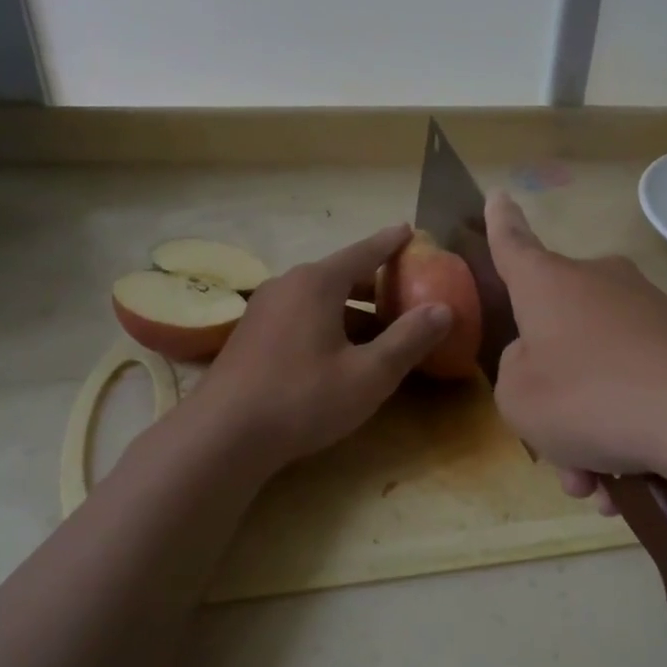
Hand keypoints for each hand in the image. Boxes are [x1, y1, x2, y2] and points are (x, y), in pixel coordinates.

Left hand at [184, 224, 450, 473]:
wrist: (222, 436)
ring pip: (318, 298)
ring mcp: (263, 310)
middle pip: (339, 274)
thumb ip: (409, 339)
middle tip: (405, 288)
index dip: (390, 243)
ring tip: (380, 325)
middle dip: (374, 281)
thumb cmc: (303, 398)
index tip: (409, 230)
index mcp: (316, 283)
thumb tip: (443, 309)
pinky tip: (339, 351)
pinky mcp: (251, 336)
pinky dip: (327, 322)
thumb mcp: (369, 374)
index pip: (363, 252)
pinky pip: (300, 316)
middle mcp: (287, 285)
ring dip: (351, 308)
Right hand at [487, 193, 666, 503]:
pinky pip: (639, 385)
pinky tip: (634, 479)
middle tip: (558, 453)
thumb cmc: (590, 397)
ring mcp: (649, 310)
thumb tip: (543, 359)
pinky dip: (629, 428)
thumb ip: (515, 373)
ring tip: (601, 487)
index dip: (499, 225)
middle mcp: (600, 283)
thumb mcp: (519, 399)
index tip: (498, 195)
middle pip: (559, 335)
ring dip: (591, 430)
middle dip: (553, 397)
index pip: (513, 244)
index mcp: (549, 284)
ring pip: (600, 373)